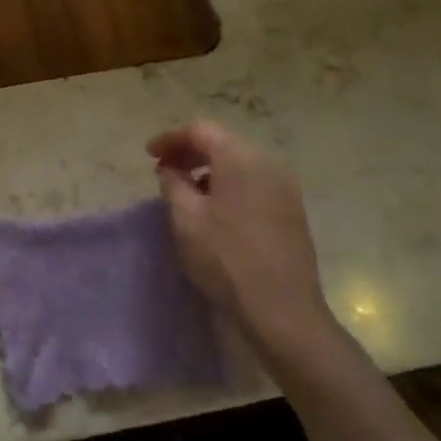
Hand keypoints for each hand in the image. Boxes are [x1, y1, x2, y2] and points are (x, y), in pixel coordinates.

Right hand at [147, 122, 338, 366]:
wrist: (281, 309)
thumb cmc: (225, 257)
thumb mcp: (185, 217)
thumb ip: (172, 183)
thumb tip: (171, 169)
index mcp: (241, 158)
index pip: (200, 130)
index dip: (170, 138)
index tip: (148, 155)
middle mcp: (268, 163)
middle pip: (223, 142)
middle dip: (190, 151)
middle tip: (163, 169)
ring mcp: (285, 187)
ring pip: (240, 162)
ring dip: (209, 168)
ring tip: (186, 189)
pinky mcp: (292, 210)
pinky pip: (254, 182)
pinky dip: (229, 183)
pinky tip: (215, 208)